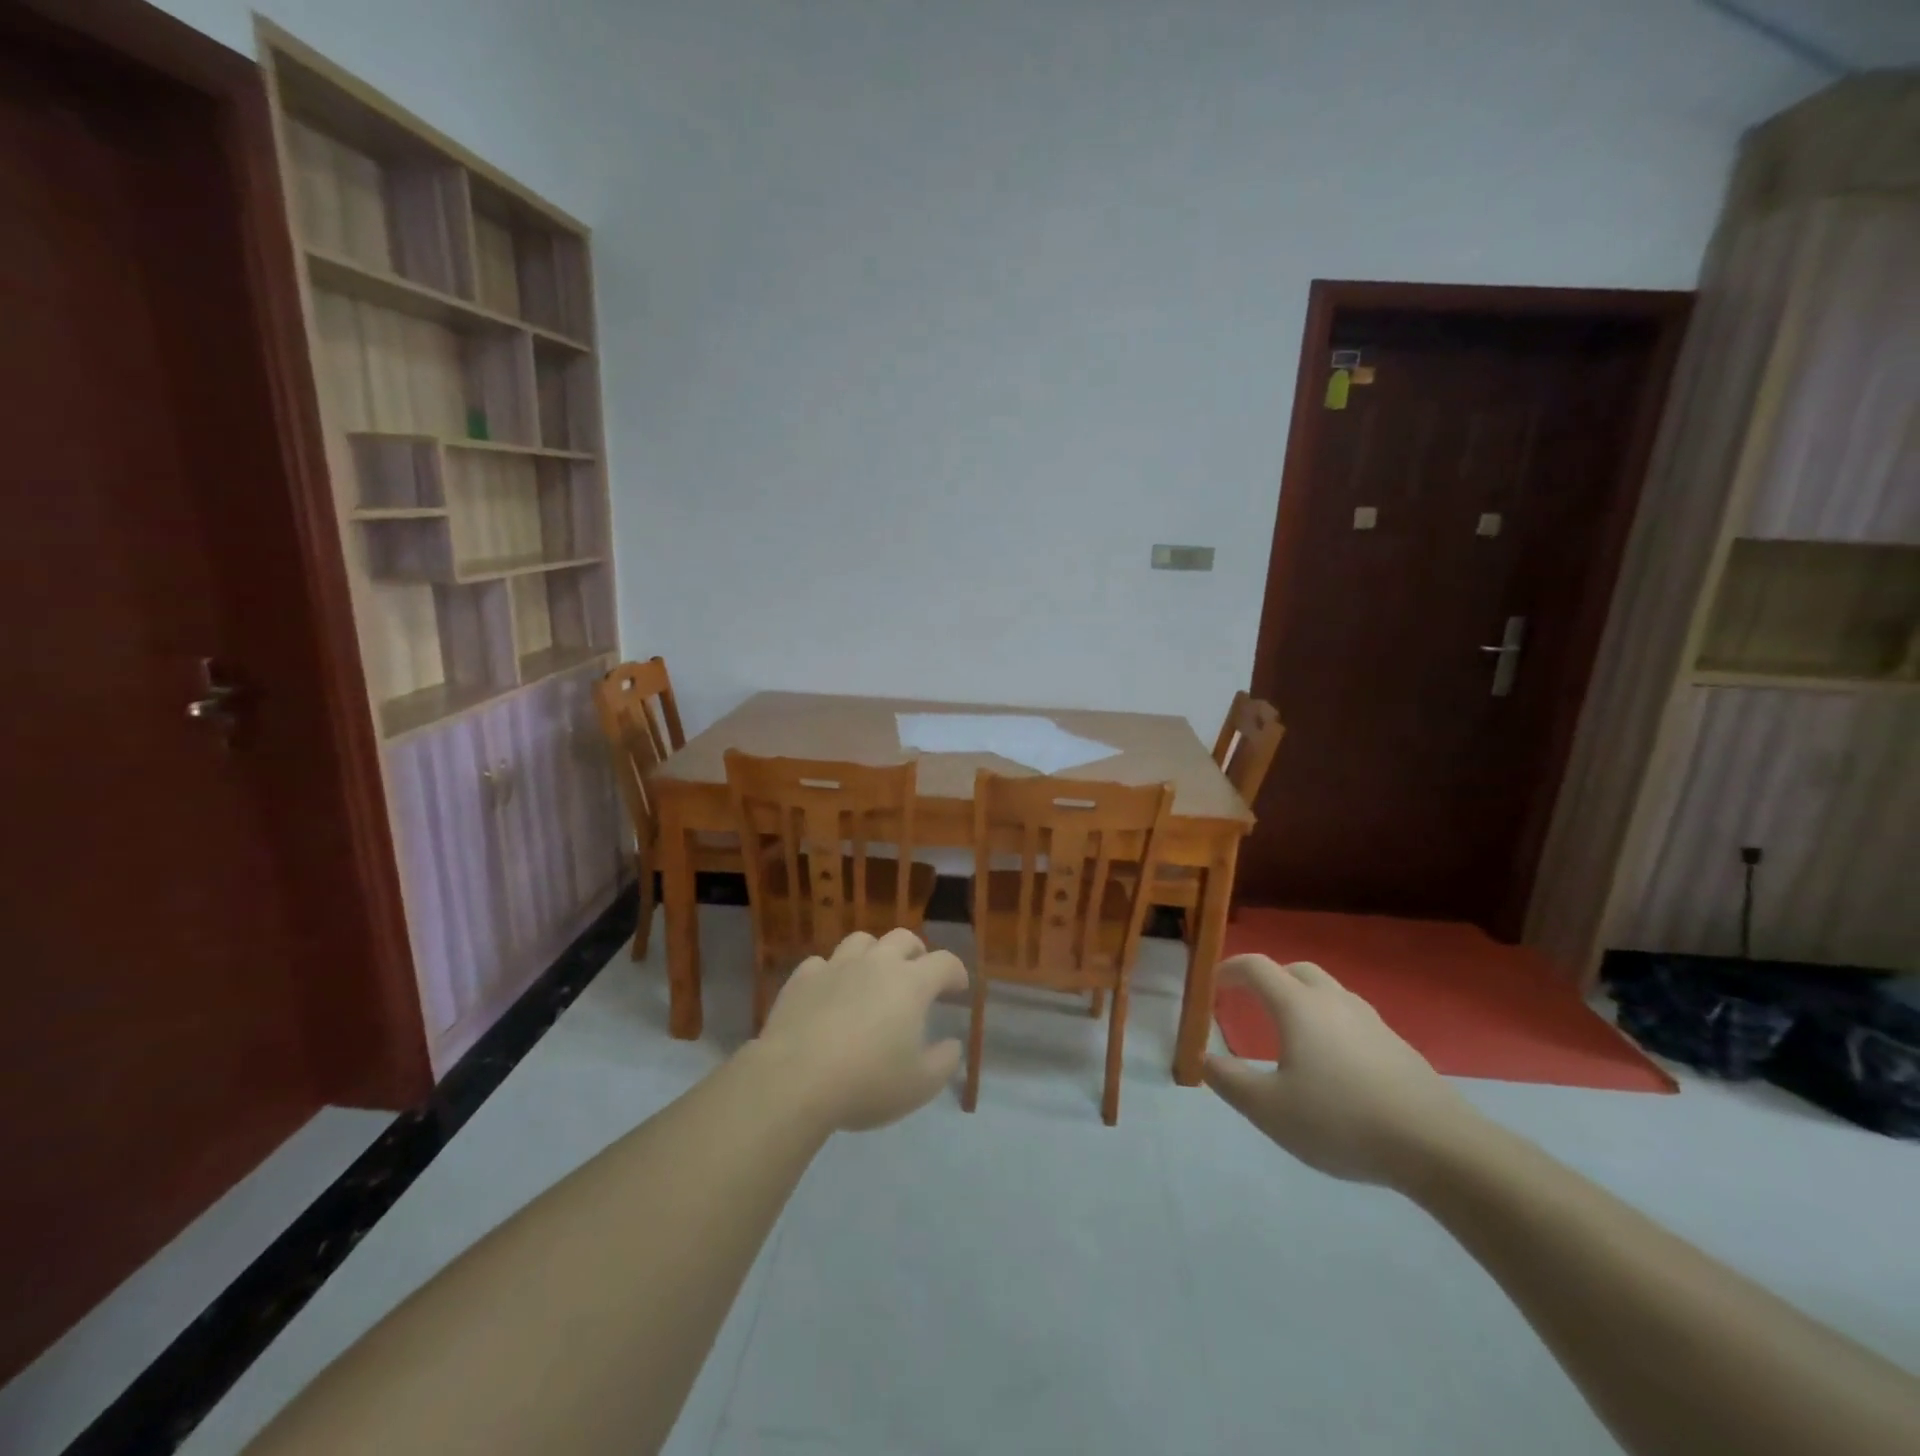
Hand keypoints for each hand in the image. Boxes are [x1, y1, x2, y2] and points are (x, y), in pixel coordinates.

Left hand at [753, 928, 968, 1132]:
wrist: (795, 1079)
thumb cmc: (867, 1082)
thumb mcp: (920, 1085)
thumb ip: (944, 1062)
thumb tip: (951, 1044)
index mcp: (911, 983)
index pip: (944, 962)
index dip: (955, 972)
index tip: (957, 988)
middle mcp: (876, 963)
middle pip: (903, 938)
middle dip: (916, 953)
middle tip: (917, 975)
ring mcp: (836, 966)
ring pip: (861, 941)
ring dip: (873, 954)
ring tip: (872, 976)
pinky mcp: (802, 978)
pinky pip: (822, 963)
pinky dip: (832, 973)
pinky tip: (830, 992)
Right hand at [1204, 955, 1483, 1188]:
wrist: (1438, 1146)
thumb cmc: (1342, 1121)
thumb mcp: (1270, 1110)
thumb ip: (1230, 1081)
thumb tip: (1205, 1058)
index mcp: (1298, 1006)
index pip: (1256, 967)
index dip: (1229, 970)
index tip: (1212, 986)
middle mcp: (1333, 1001)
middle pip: (1295, 970)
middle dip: (1267, 979)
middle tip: (1250, 1002)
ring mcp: (1370, 1020)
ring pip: (1328, 992)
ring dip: (1301, 999)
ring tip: (1290, 1034)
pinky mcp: (1397, 1045)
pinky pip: (1351, 1018)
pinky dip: (1330, 1024)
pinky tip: (1332, 1064)